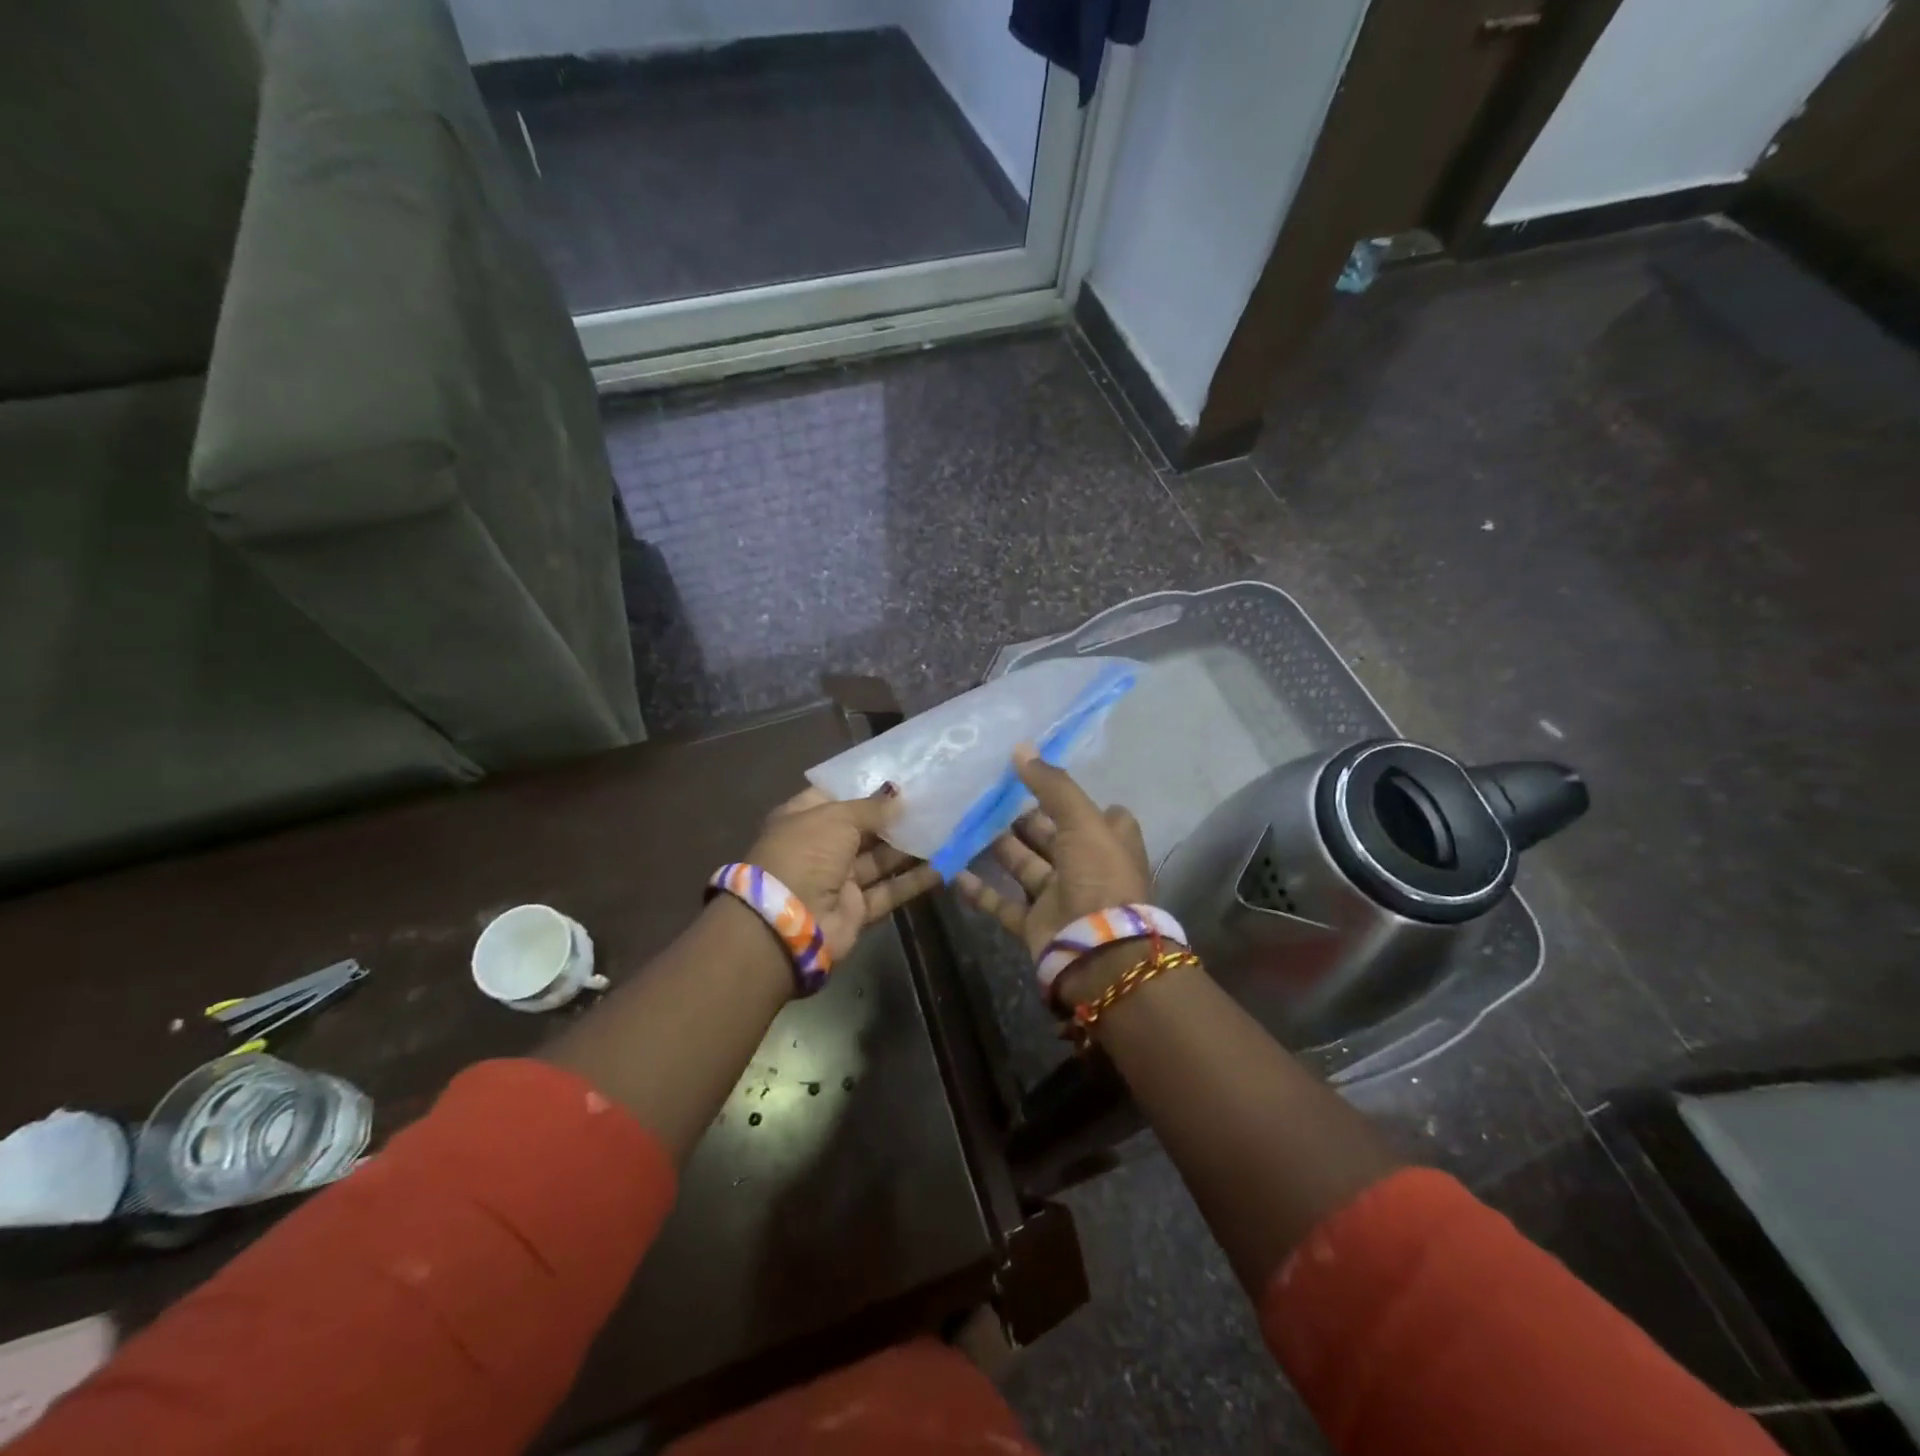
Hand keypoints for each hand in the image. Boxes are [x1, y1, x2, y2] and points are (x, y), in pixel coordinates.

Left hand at [745, 786, 940, 958]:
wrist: (786, 924)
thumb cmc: (805, 854)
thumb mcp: (836, 818)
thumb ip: (871, 807)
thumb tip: (898, 795)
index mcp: (803, 819)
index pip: (836, 796)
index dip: (866, 787)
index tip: (902, 778)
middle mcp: (820, 847)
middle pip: (863, 828)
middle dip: (895, 817)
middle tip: (934, 801)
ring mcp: (838, 880)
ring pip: (880, 859)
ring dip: (910, 847)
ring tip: (946, 828)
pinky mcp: (857, 909)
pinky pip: (890, 889)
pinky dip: (915, 879)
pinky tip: (946, 865)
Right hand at [955, 746, 1151, 958]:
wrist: (1098, 950)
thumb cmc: (1098, 876)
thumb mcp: (1081, 820)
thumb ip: (1052, 785)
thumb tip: (1022, 748)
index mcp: (1110, 842)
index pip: (1096, 813)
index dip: (1072, 798)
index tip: (1040, 779)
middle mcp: (1087, 867)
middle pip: (1053, 836)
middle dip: (1025, 819)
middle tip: (991, 797)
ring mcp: (1061, 897)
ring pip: (1026, 866)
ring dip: (1000, 848)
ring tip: (969, 823)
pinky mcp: (1036, 923)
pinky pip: (1003, 903)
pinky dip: (981, 890)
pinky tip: (954, 872)